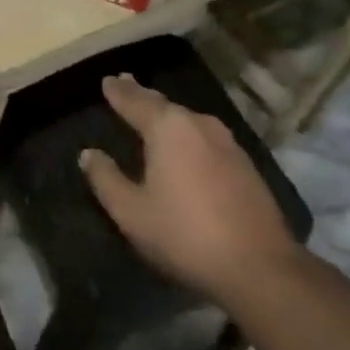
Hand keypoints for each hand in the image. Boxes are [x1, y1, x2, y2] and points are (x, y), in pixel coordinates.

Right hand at [80, 74, 299, 303]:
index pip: (134, 101)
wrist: (260, 268)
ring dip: (168, 114)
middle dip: (142, 95)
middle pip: (163, 104)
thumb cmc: (185, 234)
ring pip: (188, 120)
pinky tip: (186, 144)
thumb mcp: (131, 212)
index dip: (117, 92)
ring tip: (153, 112)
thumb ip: (106, 179)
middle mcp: (198, 125)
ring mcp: (227, 144)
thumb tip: (89, 154)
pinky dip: (189, 134)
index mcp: (167, 128)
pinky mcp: (246, 166)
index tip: (107, 80)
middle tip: (125, 84)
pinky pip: (206, 138)